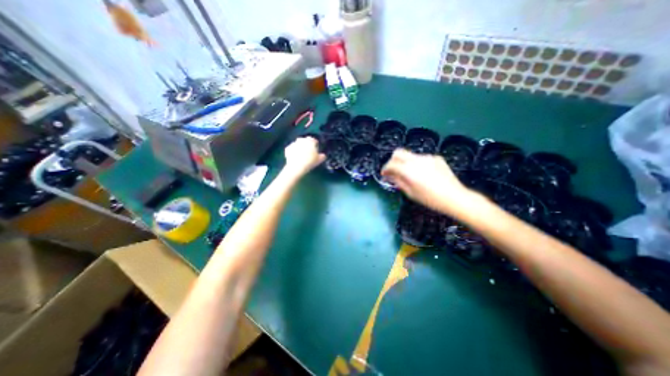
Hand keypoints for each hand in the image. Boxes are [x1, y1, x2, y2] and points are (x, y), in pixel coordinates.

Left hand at [280, 136, 326, 177]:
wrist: (296, 166)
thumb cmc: (310, 162)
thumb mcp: (319, 160)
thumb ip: (322, 156)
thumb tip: (323, 155)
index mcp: (310, 141)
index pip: (314, 140)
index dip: (315, 144)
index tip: (316, 149)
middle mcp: (302, 140)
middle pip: (305, 140)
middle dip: (306, 144)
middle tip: (308, 151)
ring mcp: (294, 143)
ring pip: (298, 144)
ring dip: (299, 147)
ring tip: (301, 154)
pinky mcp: (288, 148)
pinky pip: (292, 148)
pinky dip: (293, 151)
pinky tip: (295, 156)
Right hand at [383, 149, 475, 213]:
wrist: (455, 197)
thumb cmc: (430, 199)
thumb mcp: (410, 193)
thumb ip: (398, 181)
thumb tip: (389, 175)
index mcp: (408, 170)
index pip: (391, 164)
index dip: (385, 168)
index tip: (384, 174)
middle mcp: (416, 160)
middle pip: (399, 152)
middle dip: (392, 160)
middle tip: (393, 170)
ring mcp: (427, 157)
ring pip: (410, 155)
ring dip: (405, 163)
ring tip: (410, 175)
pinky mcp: (436, 158)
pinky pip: (421, 158)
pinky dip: (417, 164)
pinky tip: (423, 174)